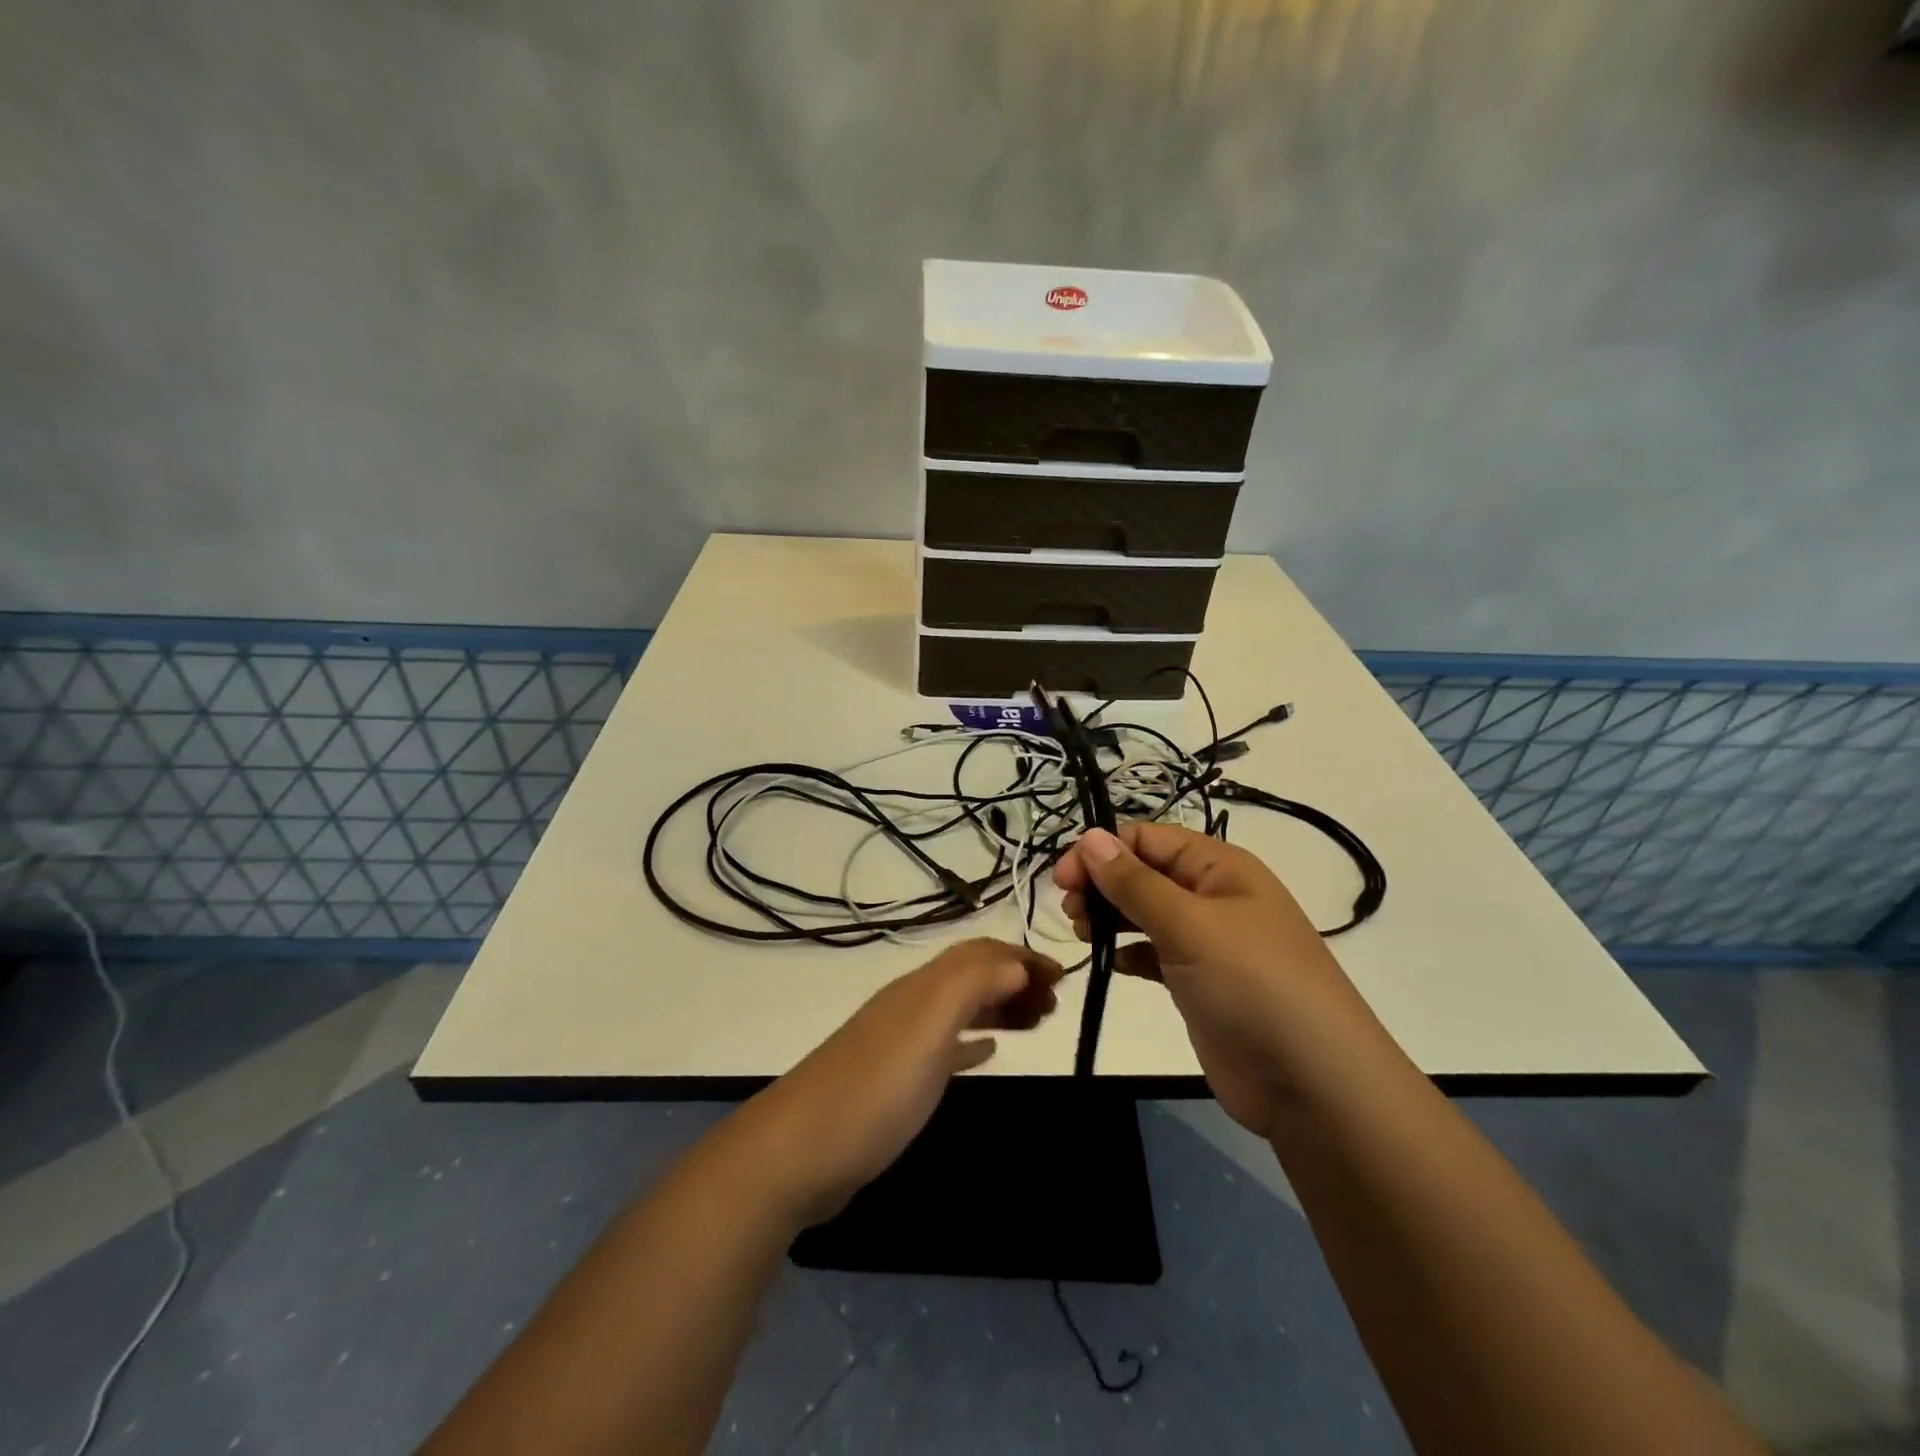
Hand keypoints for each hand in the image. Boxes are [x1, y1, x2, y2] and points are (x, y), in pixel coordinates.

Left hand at [733, 938, 1064, 1226]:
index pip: (980, 954)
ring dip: (999, 1006)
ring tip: (1035, 1023)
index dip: (1023, 958)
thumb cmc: (874, 1088)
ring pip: (961, 1008)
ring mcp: (900, 1043)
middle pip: (971, 976)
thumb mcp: (928, 1027)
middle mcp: (912, 1005)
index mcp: (922, 988)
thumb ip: (970, 985)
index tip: (1064, 979)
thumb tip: (1014, 962)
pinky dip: (973, 1041)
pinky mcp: (894, 1081)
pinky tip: (988, 1052)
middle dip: (1015, 980)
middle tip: (1055, 1006)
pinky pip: (945, 1046)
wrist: (798, 1152)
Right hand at [1053, 824, 1388, 1136]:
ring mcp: (1207, 942)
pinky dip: (1130, 953)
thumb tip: (1090, 837)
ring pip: (1145, 913)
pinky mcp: (1199, 983)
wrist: (1312, 1083)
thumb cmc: (1252, 984)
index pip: (1148, 839)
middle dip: (1103, 884)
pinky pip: (1154, 953)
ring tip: (1084, 935)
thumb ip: (1135, 882)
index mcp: (1219, 867)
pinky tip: (1114, 964)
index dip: (1103, 851)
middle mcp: (1213, 896)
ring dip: (1111, 917)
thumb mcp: (1189, 925)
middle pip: (1144, 873)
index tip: (1062, 880)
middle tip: (1072, 913)